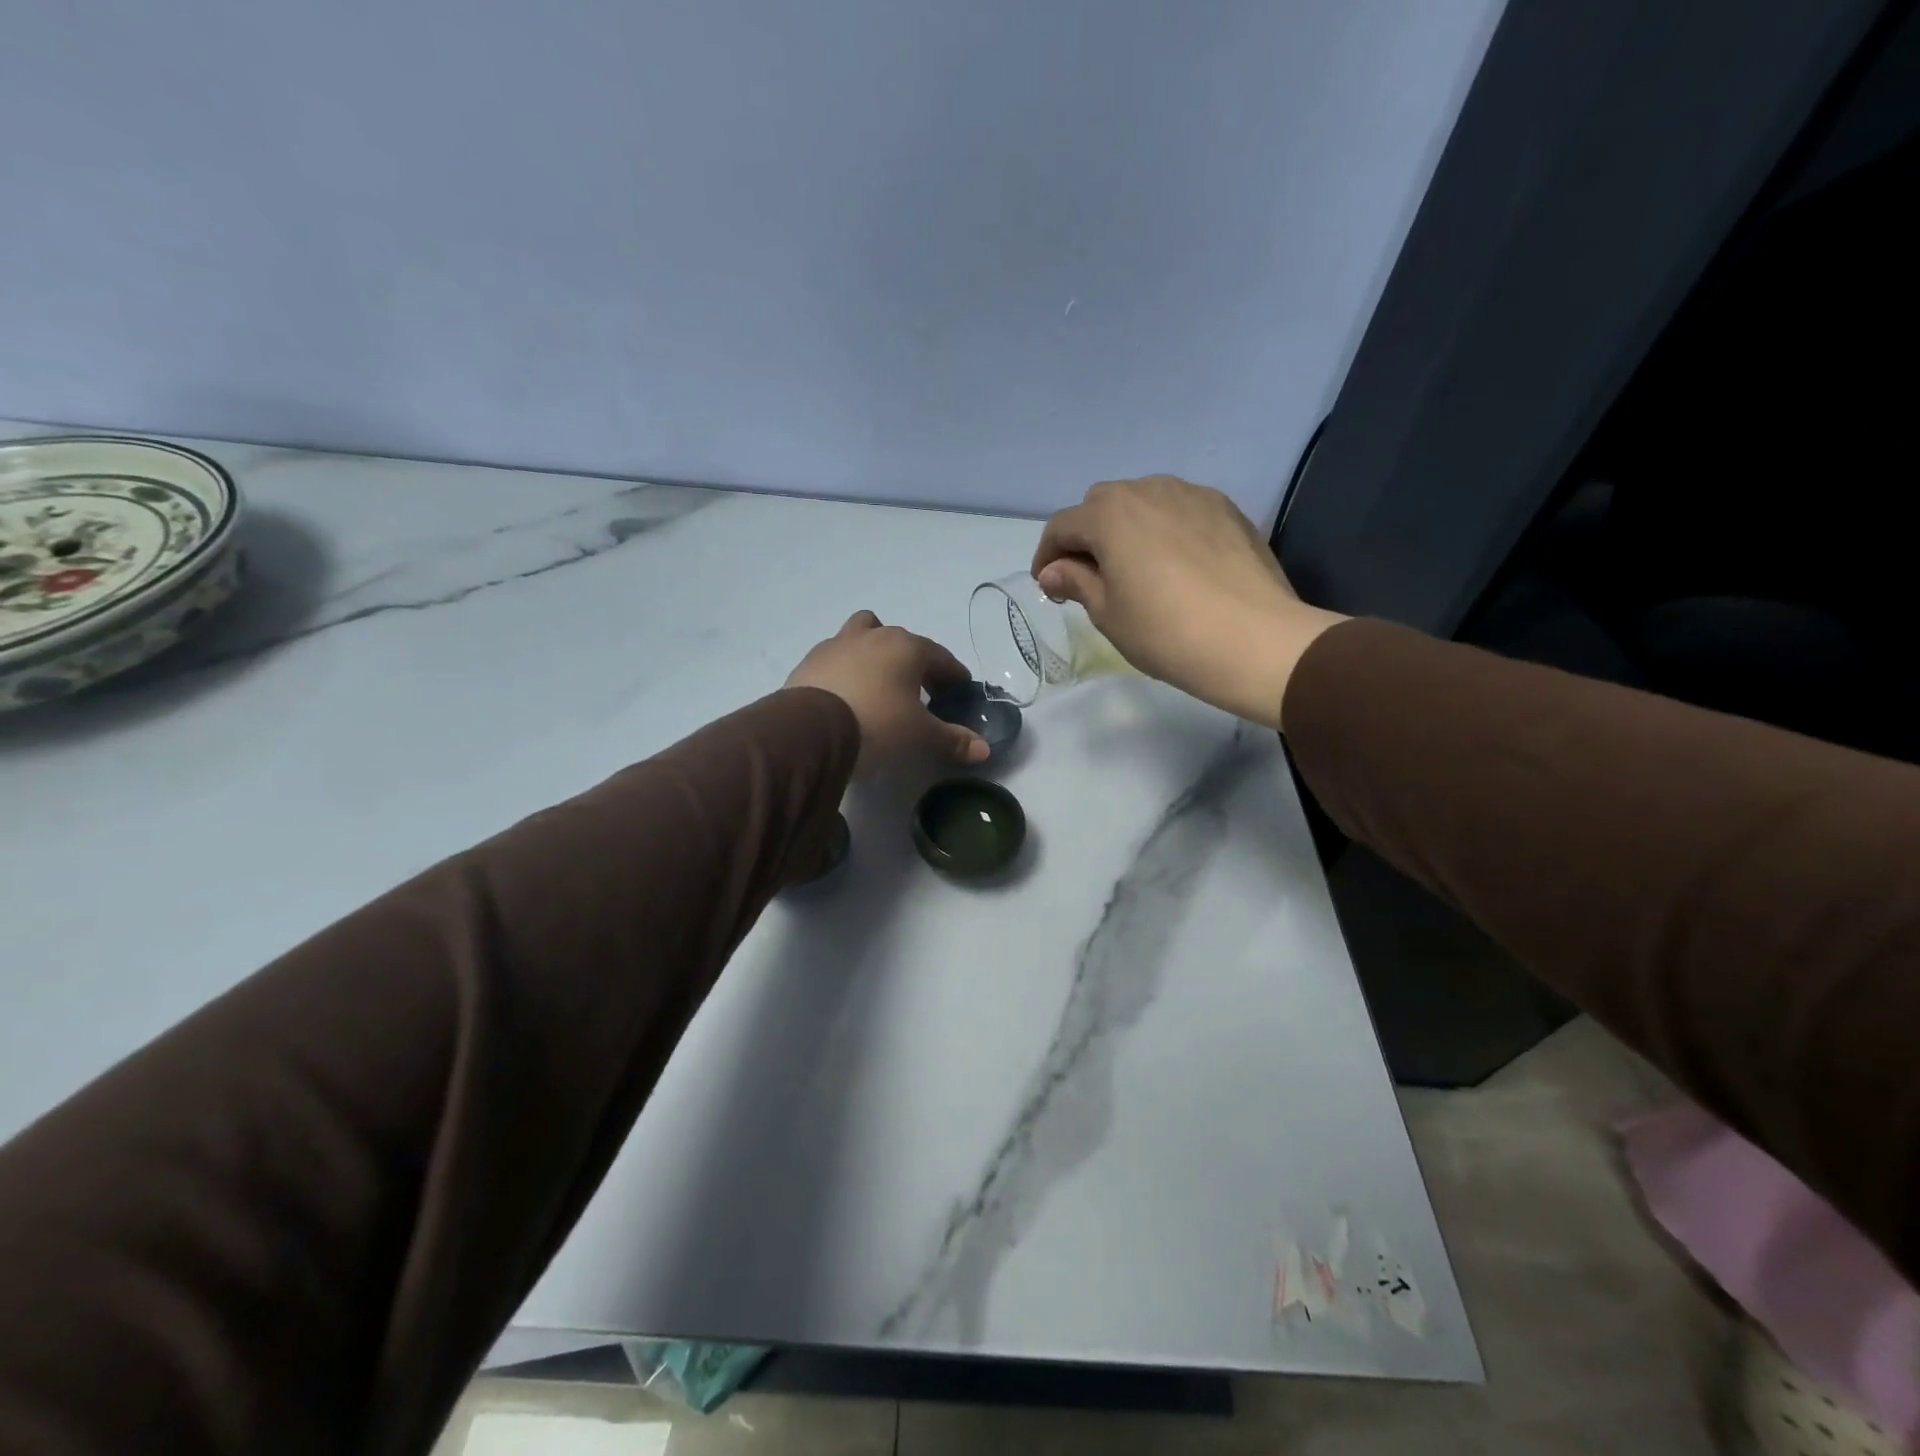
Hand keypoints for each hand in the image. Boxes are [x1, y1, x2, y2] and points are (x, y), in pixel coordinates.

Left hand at [786, 611, 989, 774]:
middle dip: (915, 662)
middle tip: (921, 692)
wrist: (810, 731)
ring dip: (875, 652)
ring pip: (863, 634)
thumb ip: (952, 739)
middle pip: (902, 641)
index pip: (940, 657)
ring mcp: (836, 644)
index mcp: (906, 647)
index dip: (953, 675)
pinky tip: (847, 694)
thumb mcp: (920, 736)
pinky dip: (846, 669)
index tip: (959, 690)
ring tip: (878, 682)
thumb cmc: (877, 724)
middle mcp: (872, 636)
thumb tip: (984, 749)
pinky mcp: (809, 661)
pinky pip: (836, 657)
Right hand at [1031, 475, 1346, 728]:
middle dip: (1086, 537)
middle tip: (1088, 578)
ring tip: (1132, 568)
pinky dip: (1164, 529)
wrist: (1256, 641)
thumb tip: (1055, 570)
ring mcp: (1193, 494)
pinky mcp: (1227, 509)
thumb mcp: (1108, 614)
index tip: (1049, 587)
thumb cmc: (1166, 632)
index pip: (1062, 526)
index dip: (1047, 556)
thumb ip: (1076, 582)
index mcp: (1110, 514)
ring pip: (1143, 501)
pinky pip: (1180, 510)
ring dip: (1126, 528)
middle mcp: (1149, 489)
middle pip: (1102, 505)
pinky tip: (1174, 564)